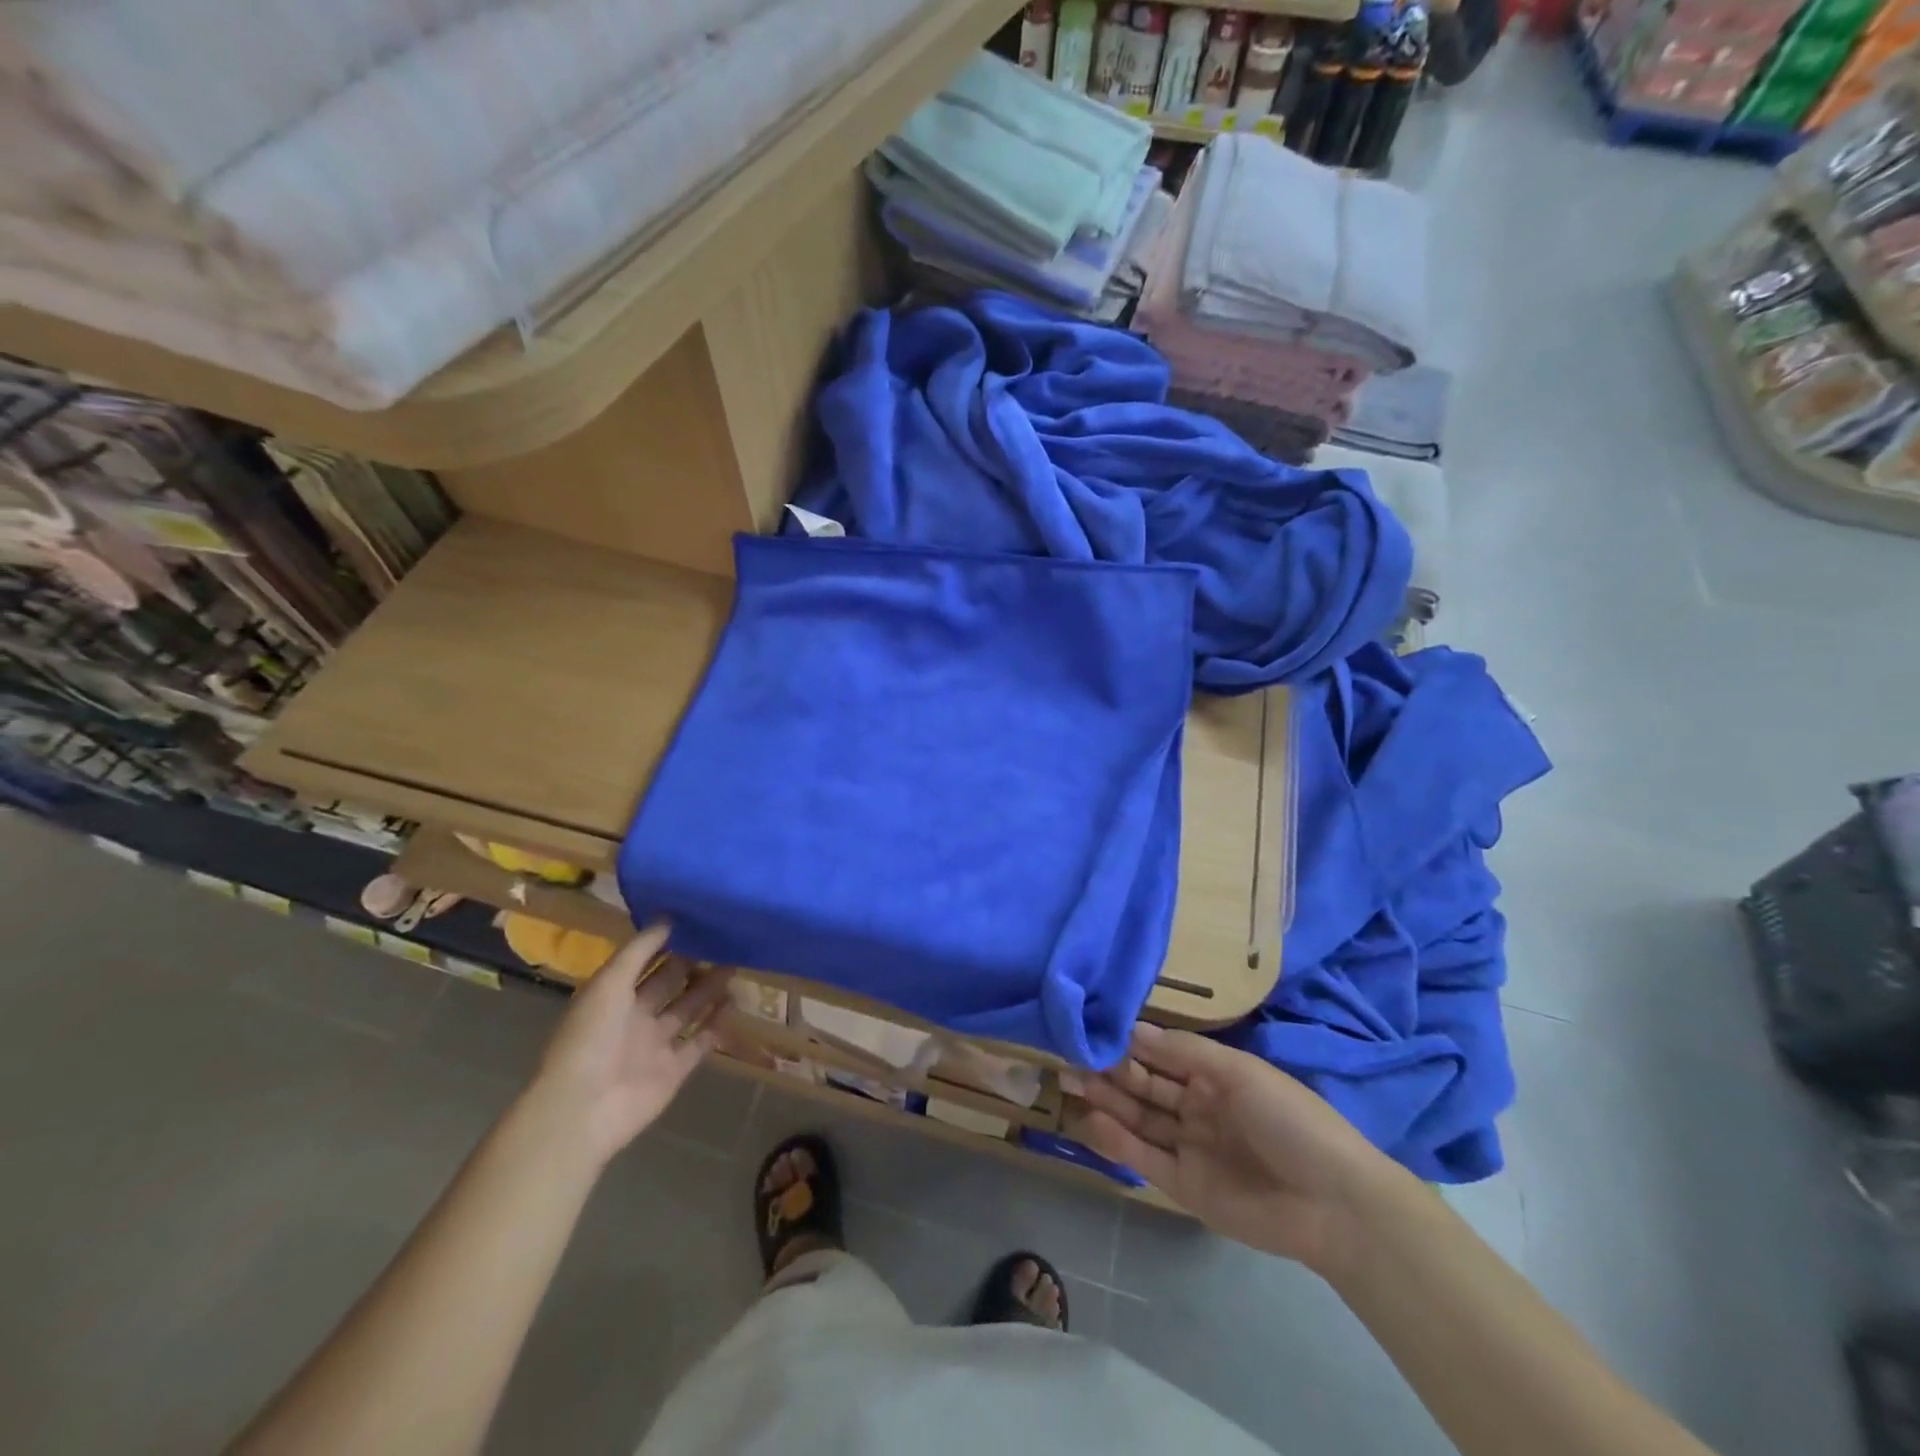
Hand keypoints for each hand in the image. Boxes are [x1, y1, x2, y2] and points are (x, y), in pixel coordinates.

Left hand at [526, 922, 732, 1166]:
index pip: (644, 963)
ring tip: (736, 964)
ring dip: (709, 990)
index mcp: (613, 997)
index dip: (667, 944)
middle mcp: (634, 1019)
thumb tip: (667, 918)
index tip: (695, 921)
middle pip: (669, 985)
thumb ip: (639, 951)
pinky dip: (717, 1025)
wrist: (584, 1109)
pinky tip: (735, 1003)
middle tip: (723, 939)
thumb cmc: (590, 1038)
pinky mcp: (675, 1071)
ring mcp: (655, 1046)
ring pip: (688, 1010)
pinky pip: (700, 1043)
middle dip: (693, 963)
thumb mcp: (609, 983)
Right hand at [1070, 1022, 1407, 1274]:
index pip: (1161, 1053)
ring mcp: (1190, 1146)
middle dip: (1108, 1070)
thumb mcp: (1238, 1071)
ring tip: (1069, 1081)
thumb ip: (1183, 1052)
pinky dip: (1117, 1141)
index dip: (1127, 1042)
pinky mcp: (1185, 1185)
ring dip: (1106, 1101)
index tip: (1089, 1029)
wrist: (1334, 1202)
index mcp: (1215, 1074)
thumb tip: (1132, 1028)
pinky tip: (1092, 1122)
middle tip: (1067, 1056)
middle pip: (1144, 1085)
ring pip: (1139, 1118)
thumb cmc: (1288, 1118)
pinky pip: (1145, 1158)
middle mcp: (1197, 1106)